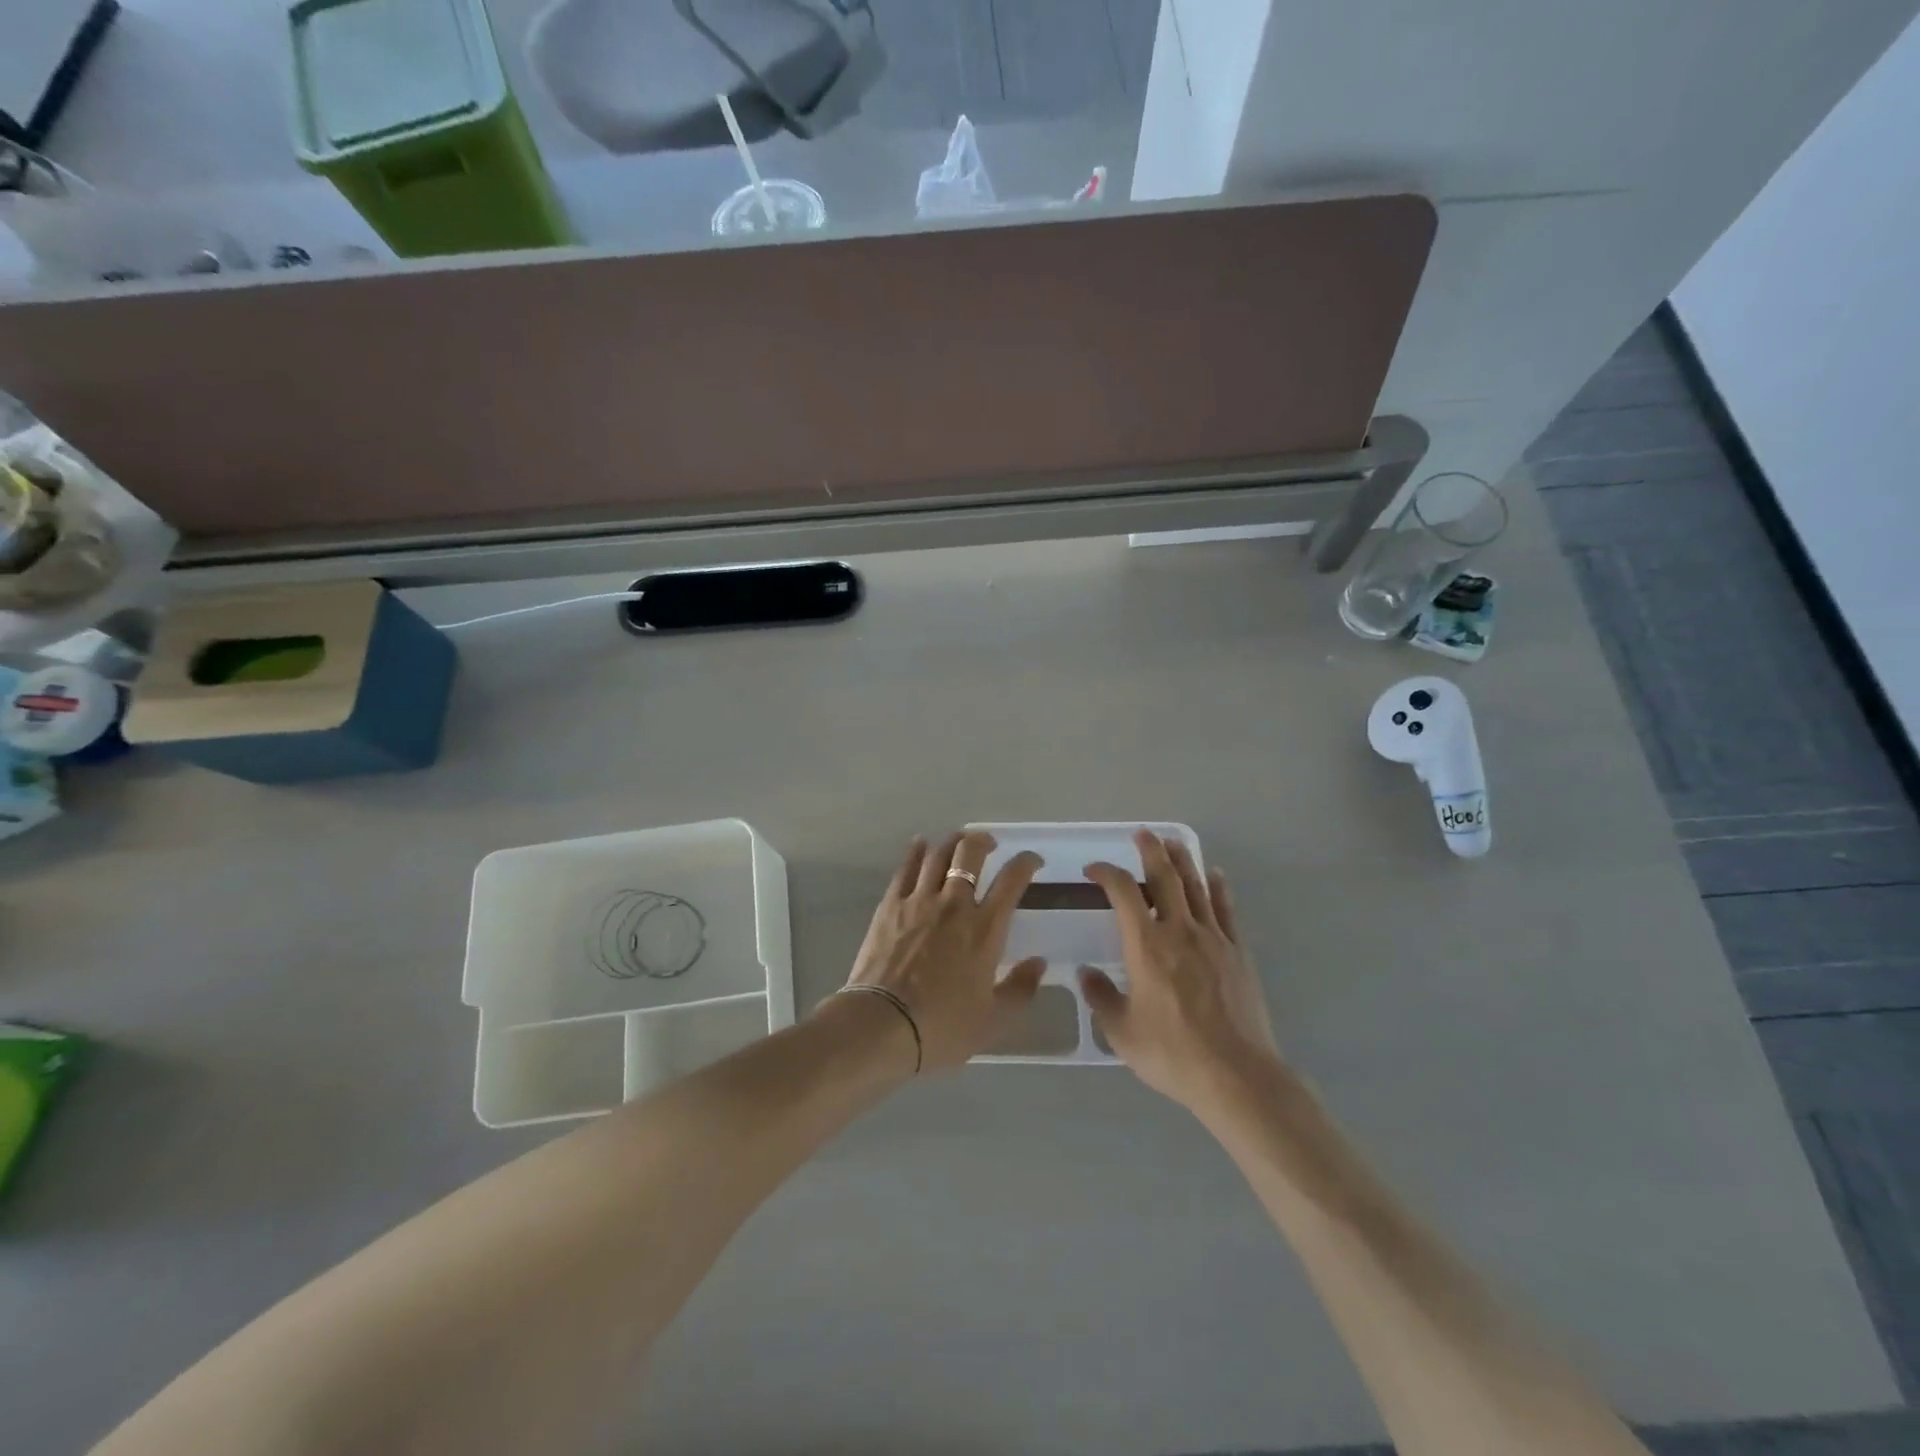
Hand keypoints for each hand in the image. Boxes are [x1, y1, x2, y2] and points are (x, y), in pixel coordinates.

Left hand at [840, 831, 1046, 1071]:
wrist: (882, 1026)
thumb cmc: (942, 1027)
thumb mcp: (993, 1020)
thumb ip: (1020, 989)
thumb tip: (1038, 963)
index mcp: (985, 929)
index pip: (1012, 881)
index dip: (1026, 863)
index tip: (1032, 860)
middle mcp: (955, 904)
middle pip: (971, 854)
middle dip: (983, 841)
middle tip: (990, 844)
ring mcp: (919, 901)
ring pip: (938, 854)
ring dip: (952, 841)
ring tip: (959, 840)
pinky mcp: (890, 905)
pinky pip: (905, 868)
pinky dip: (916, 852)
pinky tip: (920, 844)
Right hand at [1079, 830, 1280, 1111]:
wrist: (1236, 1075)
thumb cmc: (1172, 1053)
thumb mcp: (1122, 1032)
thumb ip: (1101, 997)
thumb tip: (1085, 973)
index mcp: (1145, 945)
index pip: (1123, 893)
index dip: (1106, 873)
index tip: (1094, 870)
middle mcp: (1178, 931)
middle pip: (1164, 877)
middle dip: (1150, 851)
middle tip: (1142, 834)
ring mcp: (1213, 938)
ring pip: (1196, 886)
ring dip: (1183, 859)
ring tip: (1173, 841)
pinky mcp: (1238, 952)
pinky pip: (1226, 909)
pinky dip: (1218, 887)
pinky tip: (1215, 874)